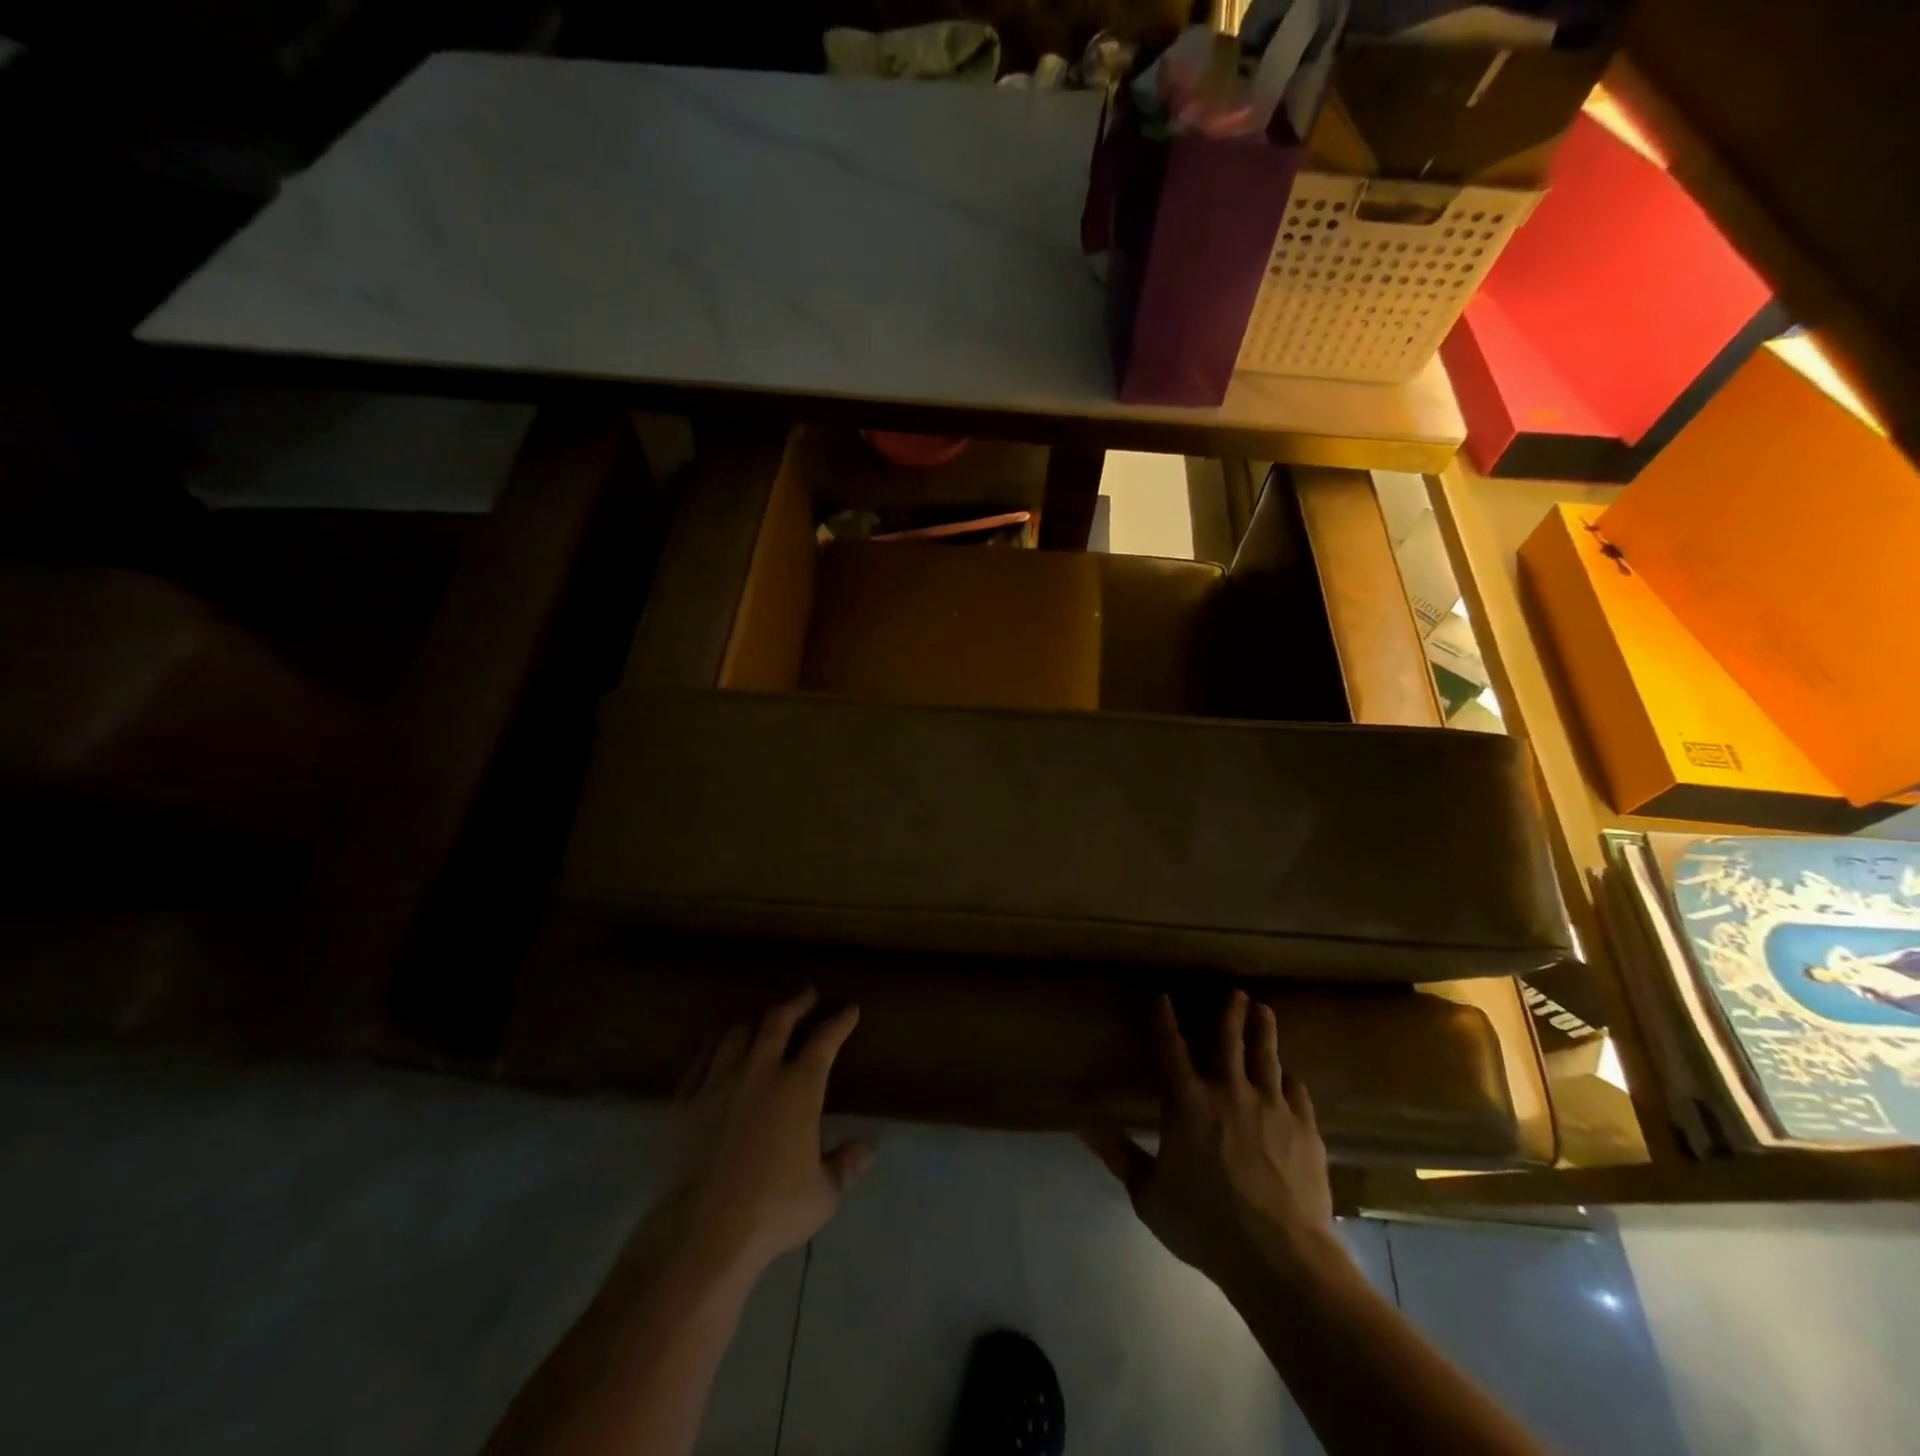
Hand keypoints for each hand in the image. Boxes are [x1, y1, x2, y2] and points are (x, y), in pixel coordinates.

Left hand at [666, 988, 875, 1279]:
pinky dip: (716, 1045)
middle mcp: (760, 1070)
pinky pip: (702, 1059)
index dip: (840, 1019)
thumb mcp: (824, 1192)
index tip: (849, 1008)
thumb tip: (870, 1147)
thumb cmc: (775, 1208)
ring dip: (755, 1015)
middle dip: (796, 1000)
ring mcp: (719, 1081)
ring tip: (763, 1011)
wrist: (706, 1229)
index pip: (825, 1038)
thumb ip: (846, 1164)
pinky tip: (719, 1045)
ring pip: (738, 1030)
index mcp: (800, 1086)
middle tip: (806, 992)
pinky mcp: (688, 1100)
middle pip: (778, 1019)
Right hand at [1082, 992, 1336, 1288]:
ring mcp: (1271, 1107)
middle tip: (1235, 991)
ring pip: (1267, 1056)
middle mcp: (1229, 1091)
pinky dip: (1290, 1080)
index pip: (1170, 1048)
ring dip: (1263, 1030)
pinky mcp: (1305, 1129)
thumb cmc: (1206, 1225)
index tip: (1163, 997)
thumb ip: (1117, 1154)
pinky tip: (1291, 1077)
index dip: (1164, 1020)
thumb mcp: (1148, 1194)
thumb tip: (1079, 1122)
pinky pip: (1297, 1093)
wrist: (1280, 1258)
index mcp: (1187, 1102)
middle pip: (1229, 1039)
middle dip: (1230, 1012)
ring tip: (1264, 1010)